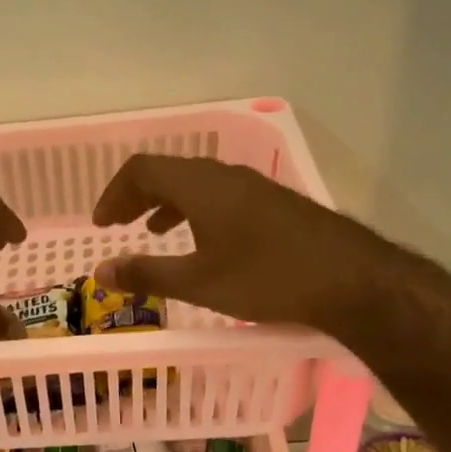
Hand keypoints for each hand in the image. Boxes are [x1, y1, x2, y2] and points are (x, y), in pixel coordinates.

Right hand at [90, 155, 364, 328]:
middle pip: (169, 171)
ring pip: (197, 184)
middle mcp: (226, 176)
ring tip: (152, 231)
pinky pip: (221, 196)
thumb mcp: (198, 282)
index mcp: (201, 185)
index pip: (143, 169)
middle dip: (137, 196)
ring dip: (167, 203)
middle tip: (118, 226)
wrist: (350, 280)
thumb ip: (146, 274)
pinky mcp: (274, 204)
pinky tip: (202, 242)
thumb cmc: (266, 279)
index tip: (101, 225)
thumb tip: (101, 271)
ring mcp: (254, 187)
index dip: (115, 193)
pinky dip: (196, 212)